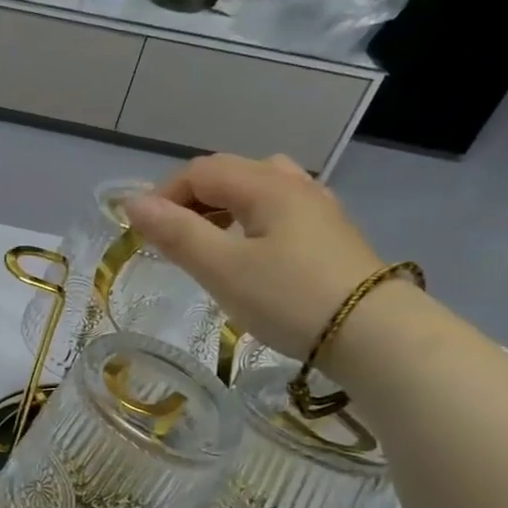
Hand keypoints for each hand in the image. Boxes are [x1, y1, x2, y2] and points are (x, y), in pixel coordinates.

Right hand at [122, 154, 383, 357]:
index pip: (200, 171)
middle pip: (229, 174)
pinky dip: (249, 221)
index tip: (142, 234)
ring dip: (221, 209)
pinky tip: (249, 253)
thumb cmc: (290, 298)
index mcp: (266, 185)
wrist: (376, 336)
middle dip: (189, 200)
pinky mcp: (330, 236)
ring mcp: (318, 209)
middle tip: (169, 240)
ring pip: (257, 190)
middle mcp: (294, 184)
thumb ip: (176, 233)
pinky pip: (278, 210)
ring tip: (207, 242)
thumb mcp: (222, 268)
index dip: (163, 195)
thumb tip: (132, 203)